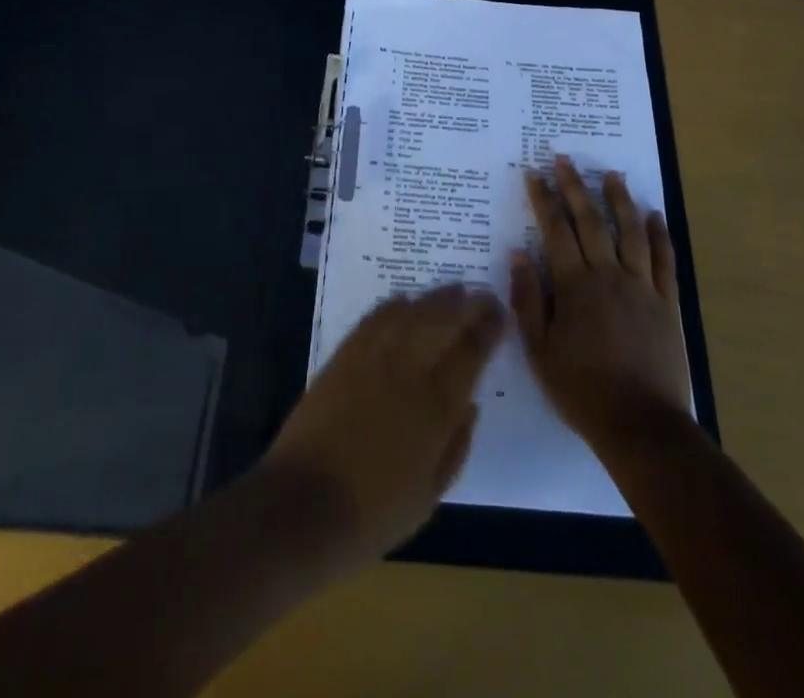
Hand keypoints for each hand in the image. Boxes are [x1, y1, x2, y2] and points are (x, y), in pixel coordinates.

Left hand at [262, 283, 504, 569]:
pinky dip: (394, 305)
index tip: (500, 315)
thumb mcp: (430, 496)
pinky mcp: (344, 355)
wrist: (303, 506)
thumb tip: (470, 406)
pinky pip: (375, 317)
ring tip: (452, 290)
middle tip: (482, 295)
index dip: (489, 327)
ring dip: (435, 297)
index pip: (472, 351)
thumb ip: (456, 446)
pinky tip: (405, 301)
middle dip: (467, 303)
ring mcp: (373, 357)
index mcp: (437, 405)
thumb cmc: (373, 513)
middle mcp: (408, 369)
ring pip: (411, 311)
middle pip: (443, 319)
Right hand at [511, 157, 692, 454]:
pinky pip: (665, 260)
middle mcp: (608, 275)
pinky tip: (654, 215)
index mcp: (574, 286)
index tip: (535, 173)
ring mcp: (642, 287)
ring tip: (611, 174)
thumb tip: (518, 255)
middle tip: (565, 159)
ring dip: (620, 199)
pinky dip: (660, 235)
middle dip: (575, 187)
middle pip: (591, 221)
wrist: (640, 425)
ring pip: (631, 232)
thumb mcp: (539, 350)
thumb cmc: (581, 390)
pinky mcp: (667, 303)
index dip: (544, 199)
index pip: (555, 230)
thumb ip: (528, 300)